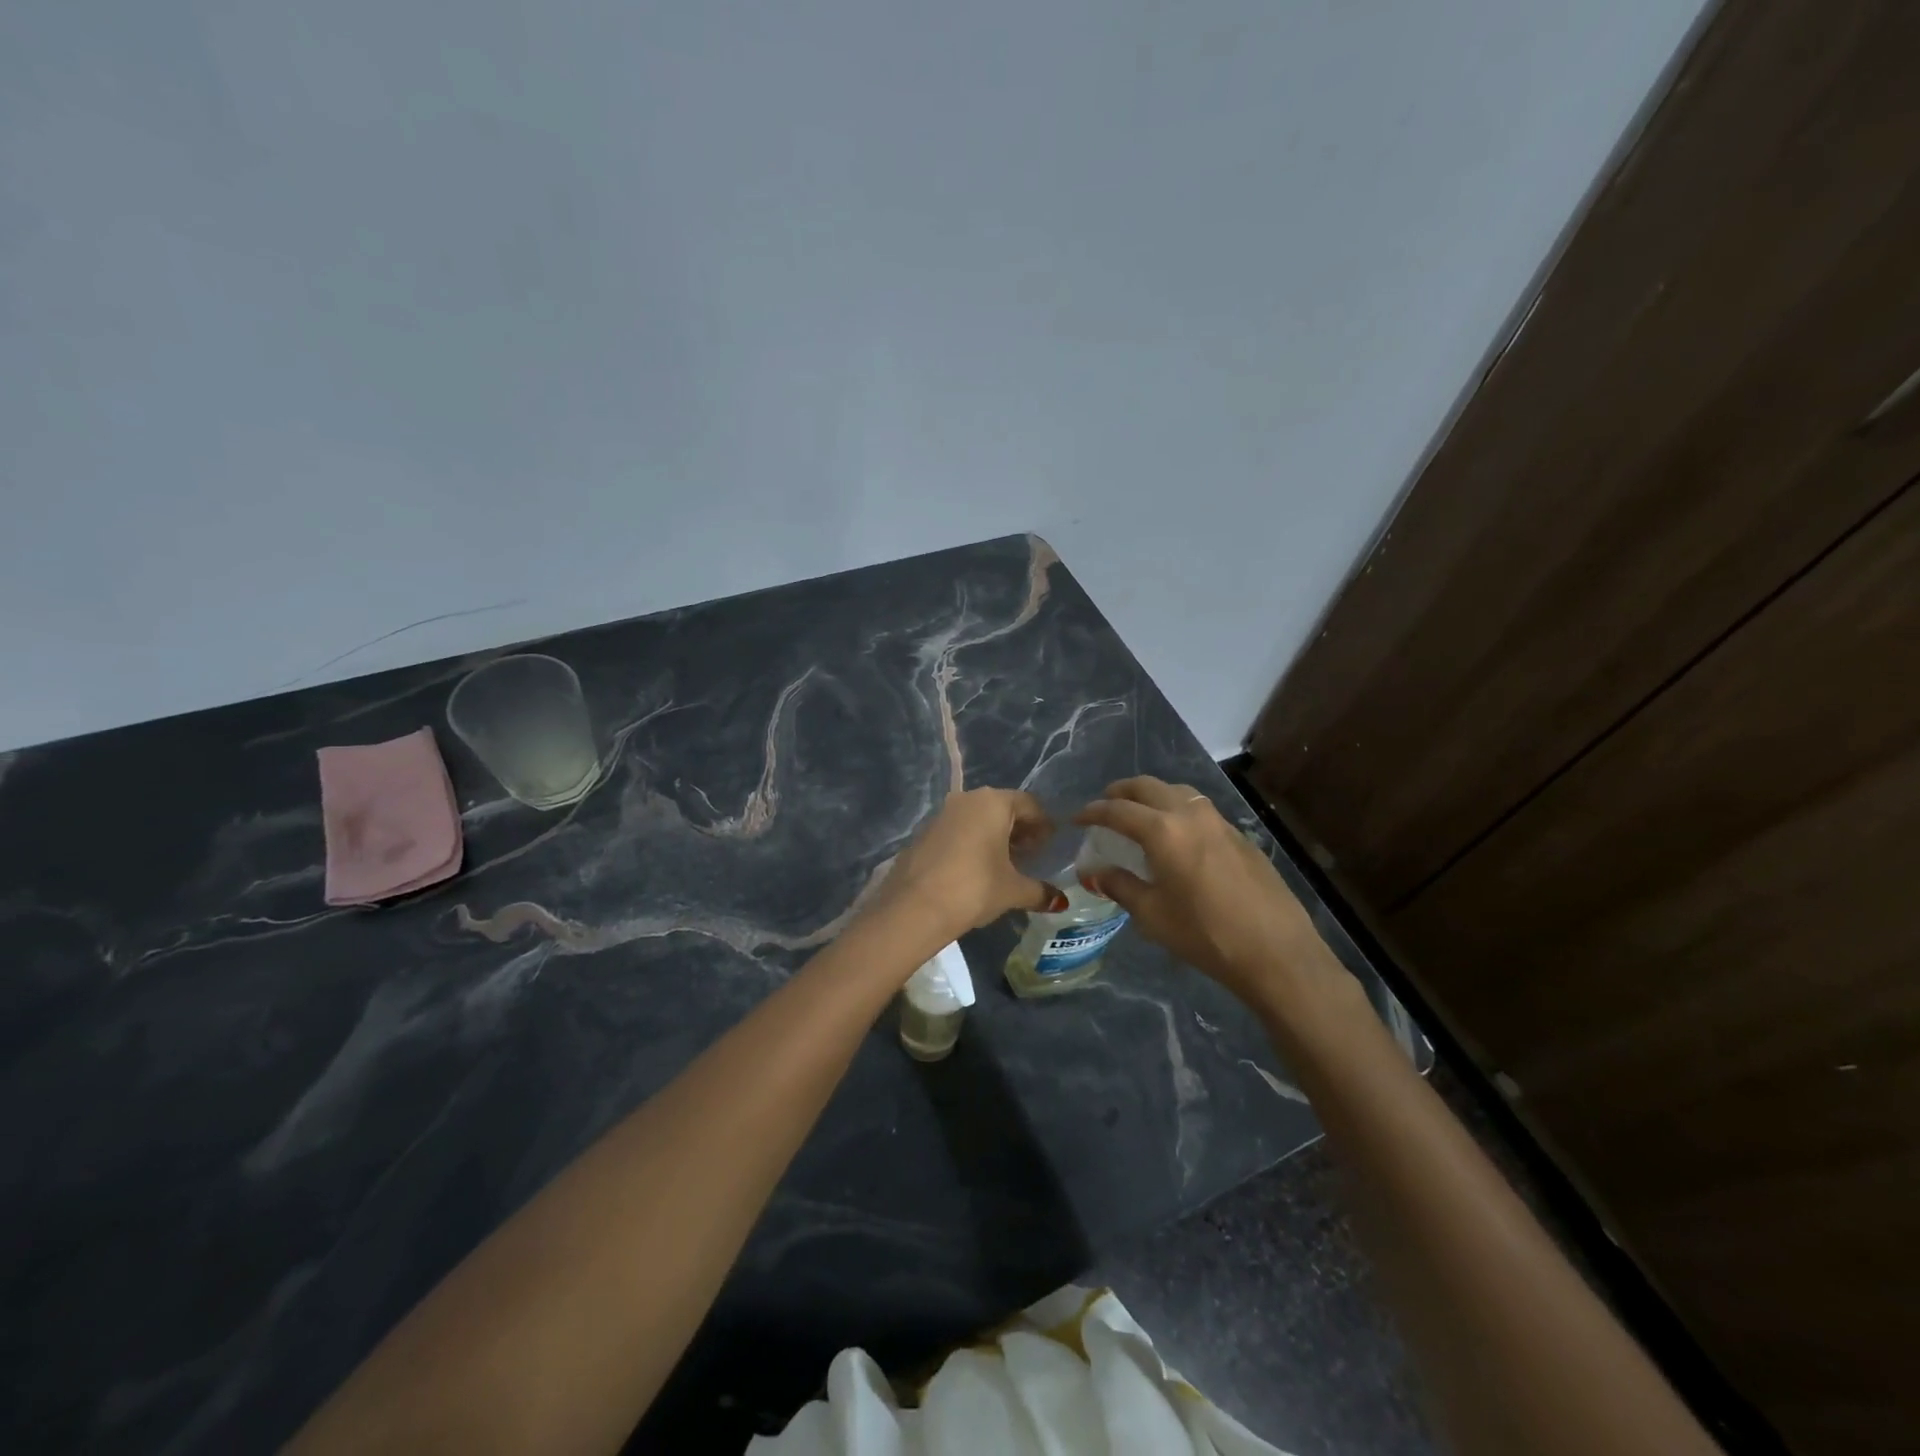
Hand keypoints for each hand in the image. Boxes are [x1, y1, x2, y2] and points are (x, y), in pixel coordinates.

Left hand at [872, 788, 1062, 945]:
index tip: (1050, 846)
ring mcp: (942, 814)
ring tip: (1005, 864)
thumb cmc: (974, 888)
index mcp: (993, 803)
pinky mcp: (925, 832)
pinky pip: (959, 830)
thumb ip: (1040, 891)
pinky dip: (973, 843)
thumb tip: (1060, 902)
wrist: (914, 907)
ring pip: (978, 818)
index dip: (1043, 825)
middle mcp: (967, 799)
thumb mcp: (1013, 891)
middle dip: (1020, 830)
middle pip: (1002, 808)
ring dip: (995, 836)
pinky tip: (977, 869)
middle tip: (1030, 855)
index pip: (1029, 804)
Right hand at [1074, 777, 1355, 1021]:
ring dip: (1152, 795)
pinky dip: (1177, 809)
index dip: (1093, 812)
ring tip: (1139, 812)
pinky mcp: (1239, 836)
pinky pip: (1199, 809)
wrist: (1275, 951)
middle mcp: (1190, 815)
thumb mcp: (1152, 915)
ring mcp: (1219, 822)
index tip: (1077, 818)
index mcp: (1163, 830)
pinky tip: (1177, 834)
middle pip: (1148, 787)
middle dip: (1122, 792)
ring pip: (1178, 792)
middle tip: (1105, 804)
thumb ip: (1120, 886)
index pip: (1118, 810)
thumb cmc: (1205, 934)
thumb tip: (1094, 872)